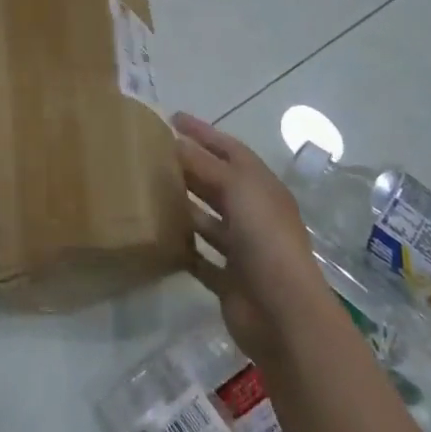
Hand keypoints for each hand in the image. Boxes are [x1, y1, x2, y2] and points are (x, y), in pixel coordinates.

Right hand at [176, 113, 326, 369]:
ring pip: (207, 219)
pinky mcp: (229, 279)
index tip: (172, 118)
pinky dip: (183, 247)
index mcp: (261, 187)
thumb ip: (205, 165)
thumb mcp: (236, 189)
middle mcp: (254, 214)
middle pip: (217, 182)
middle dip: (189, 166)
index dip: (203, 132)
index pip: (230, 149)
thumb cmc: (264, 239)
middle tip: (152, 153)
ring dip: (184, 205)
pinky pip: (200, 257)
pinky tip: (158, 238)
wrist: (283, 313)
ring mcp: (242, 248)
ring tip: (148, 191)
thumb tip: (175, 141)